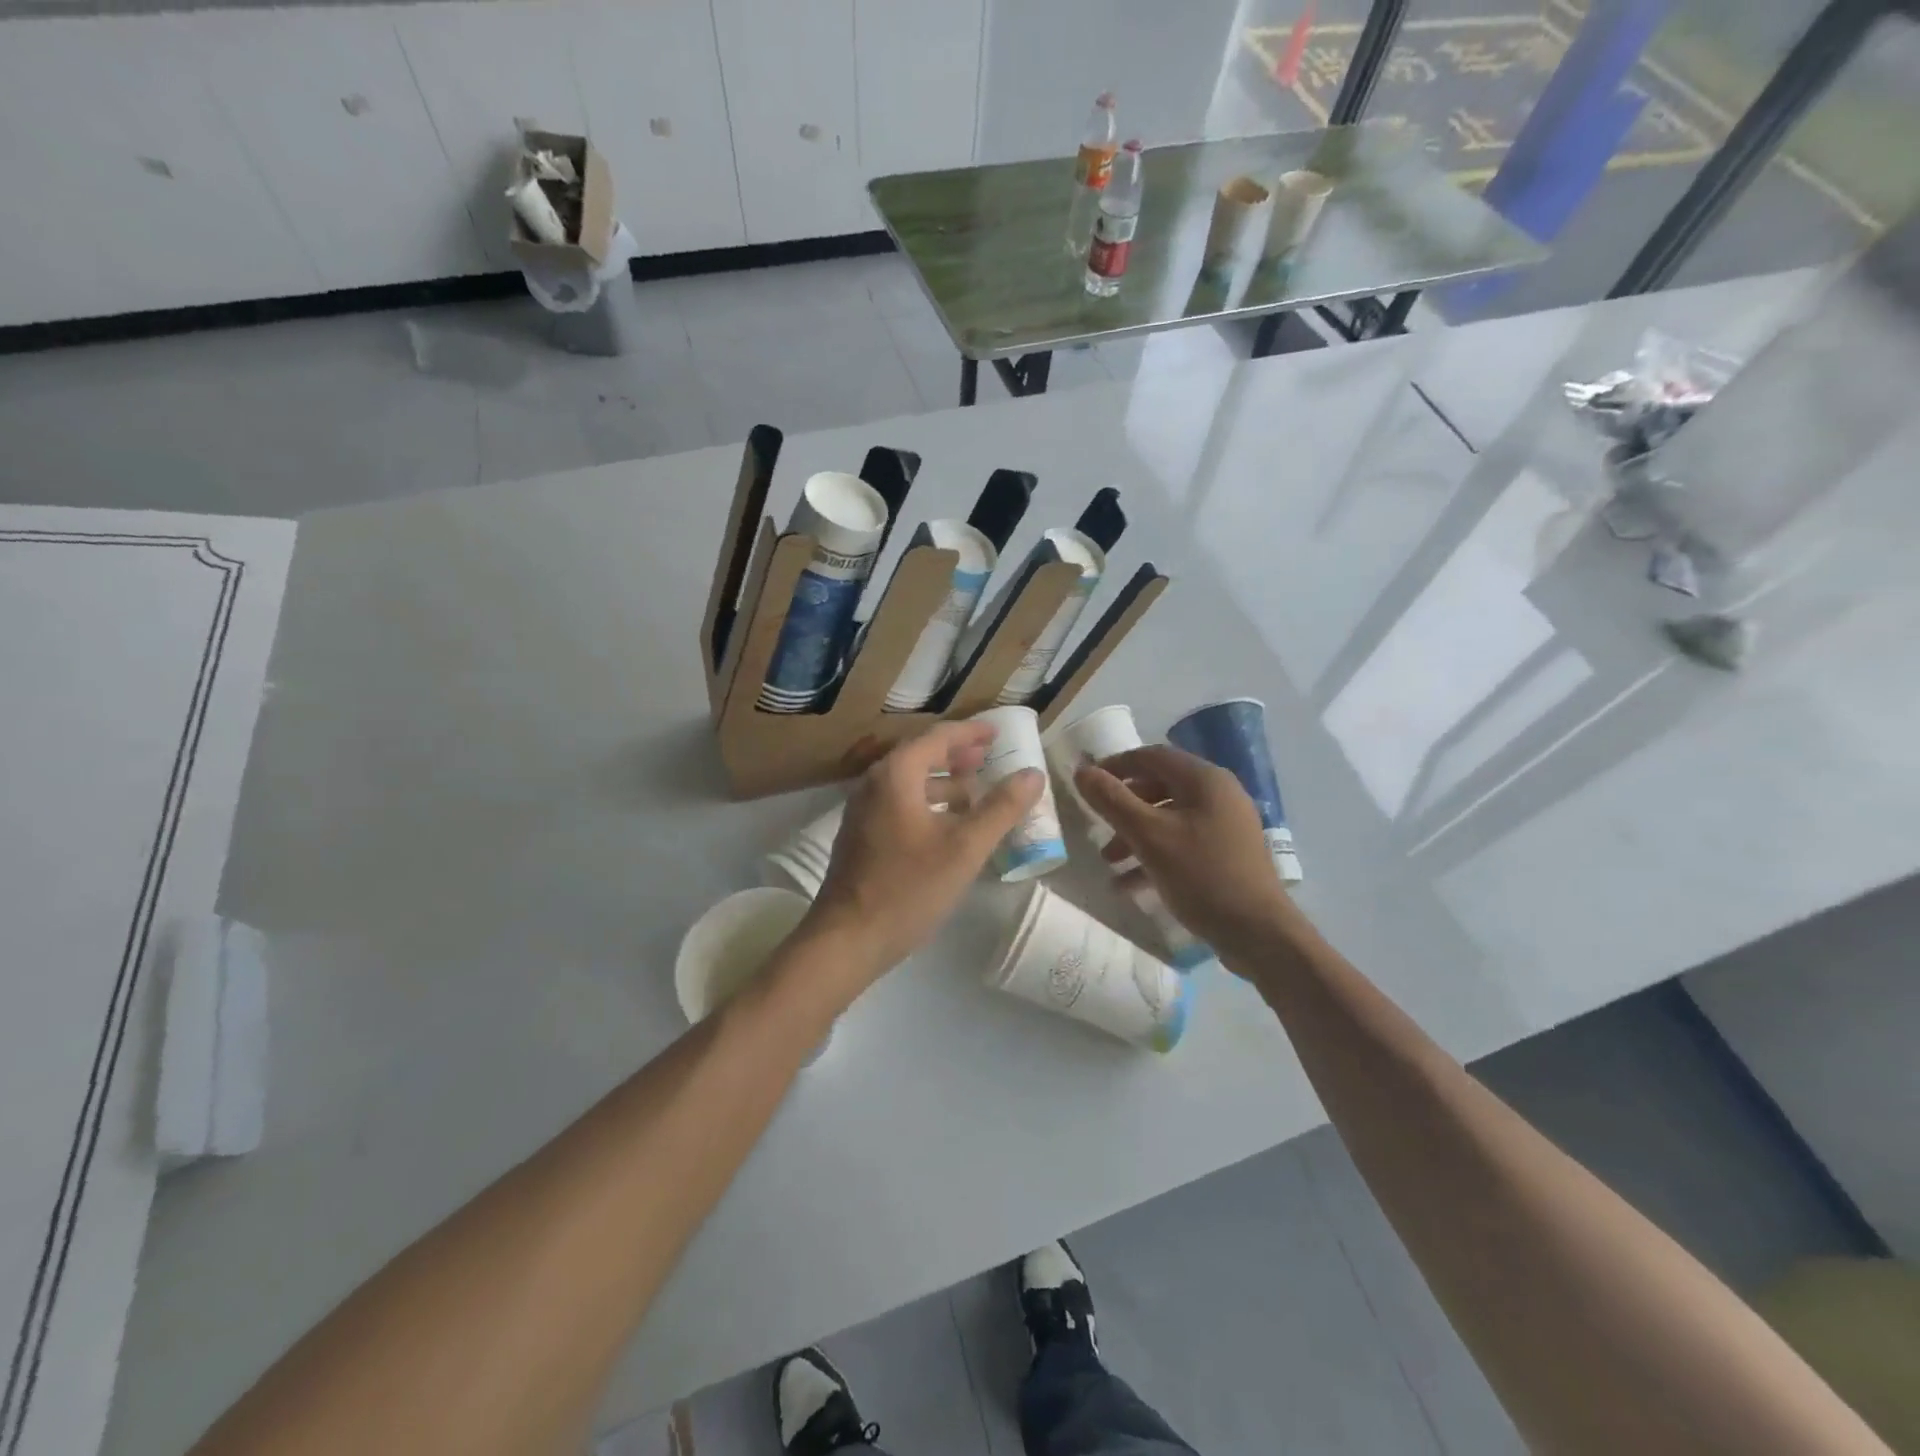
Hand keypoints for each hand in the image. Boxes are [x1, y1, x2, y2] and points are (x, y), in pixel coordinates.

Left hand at [802, 721, 1043, 987]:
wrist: (848, 938)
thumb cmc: (909, 888)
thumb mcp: (965, 848)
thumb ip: (1001, 808)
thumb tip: (1033, 774)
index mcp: (897, 775)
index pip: (938, 737)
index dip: (971, 732)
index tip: (998, 731)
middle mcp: (875, 783)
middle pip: (921, 755)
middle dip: (957, 755)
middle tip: (989, 756)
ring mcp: (863, 810)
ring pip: (910, 782)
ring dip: (943, 781)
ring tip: (975, 791)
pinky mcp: (861, 835)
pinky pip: (900, 803)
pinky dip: (928, 802)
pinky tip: (947, 825)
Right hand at [1076, 744, 1296, 950]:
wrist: (1258, 933)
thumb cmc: (1202, 875)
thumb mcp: (1148, 836)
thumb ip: (1112, 801)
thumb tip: (1082, 771)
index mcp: (1204, 780)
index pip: (1152, 756)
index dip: (1116, 765)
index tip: (1088, 783)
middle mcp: (1219, 794)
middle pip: (1159, 787)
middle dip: (1124, 807)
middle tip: (1098, 825)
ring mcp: (1226, 825)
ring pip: (1169, 818)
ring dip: (1135, 835)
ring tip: (1109, 862)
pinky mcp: (1227, 854)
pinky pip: (1183, 843)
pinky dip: (1155, 855)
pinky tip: (1130, 884)